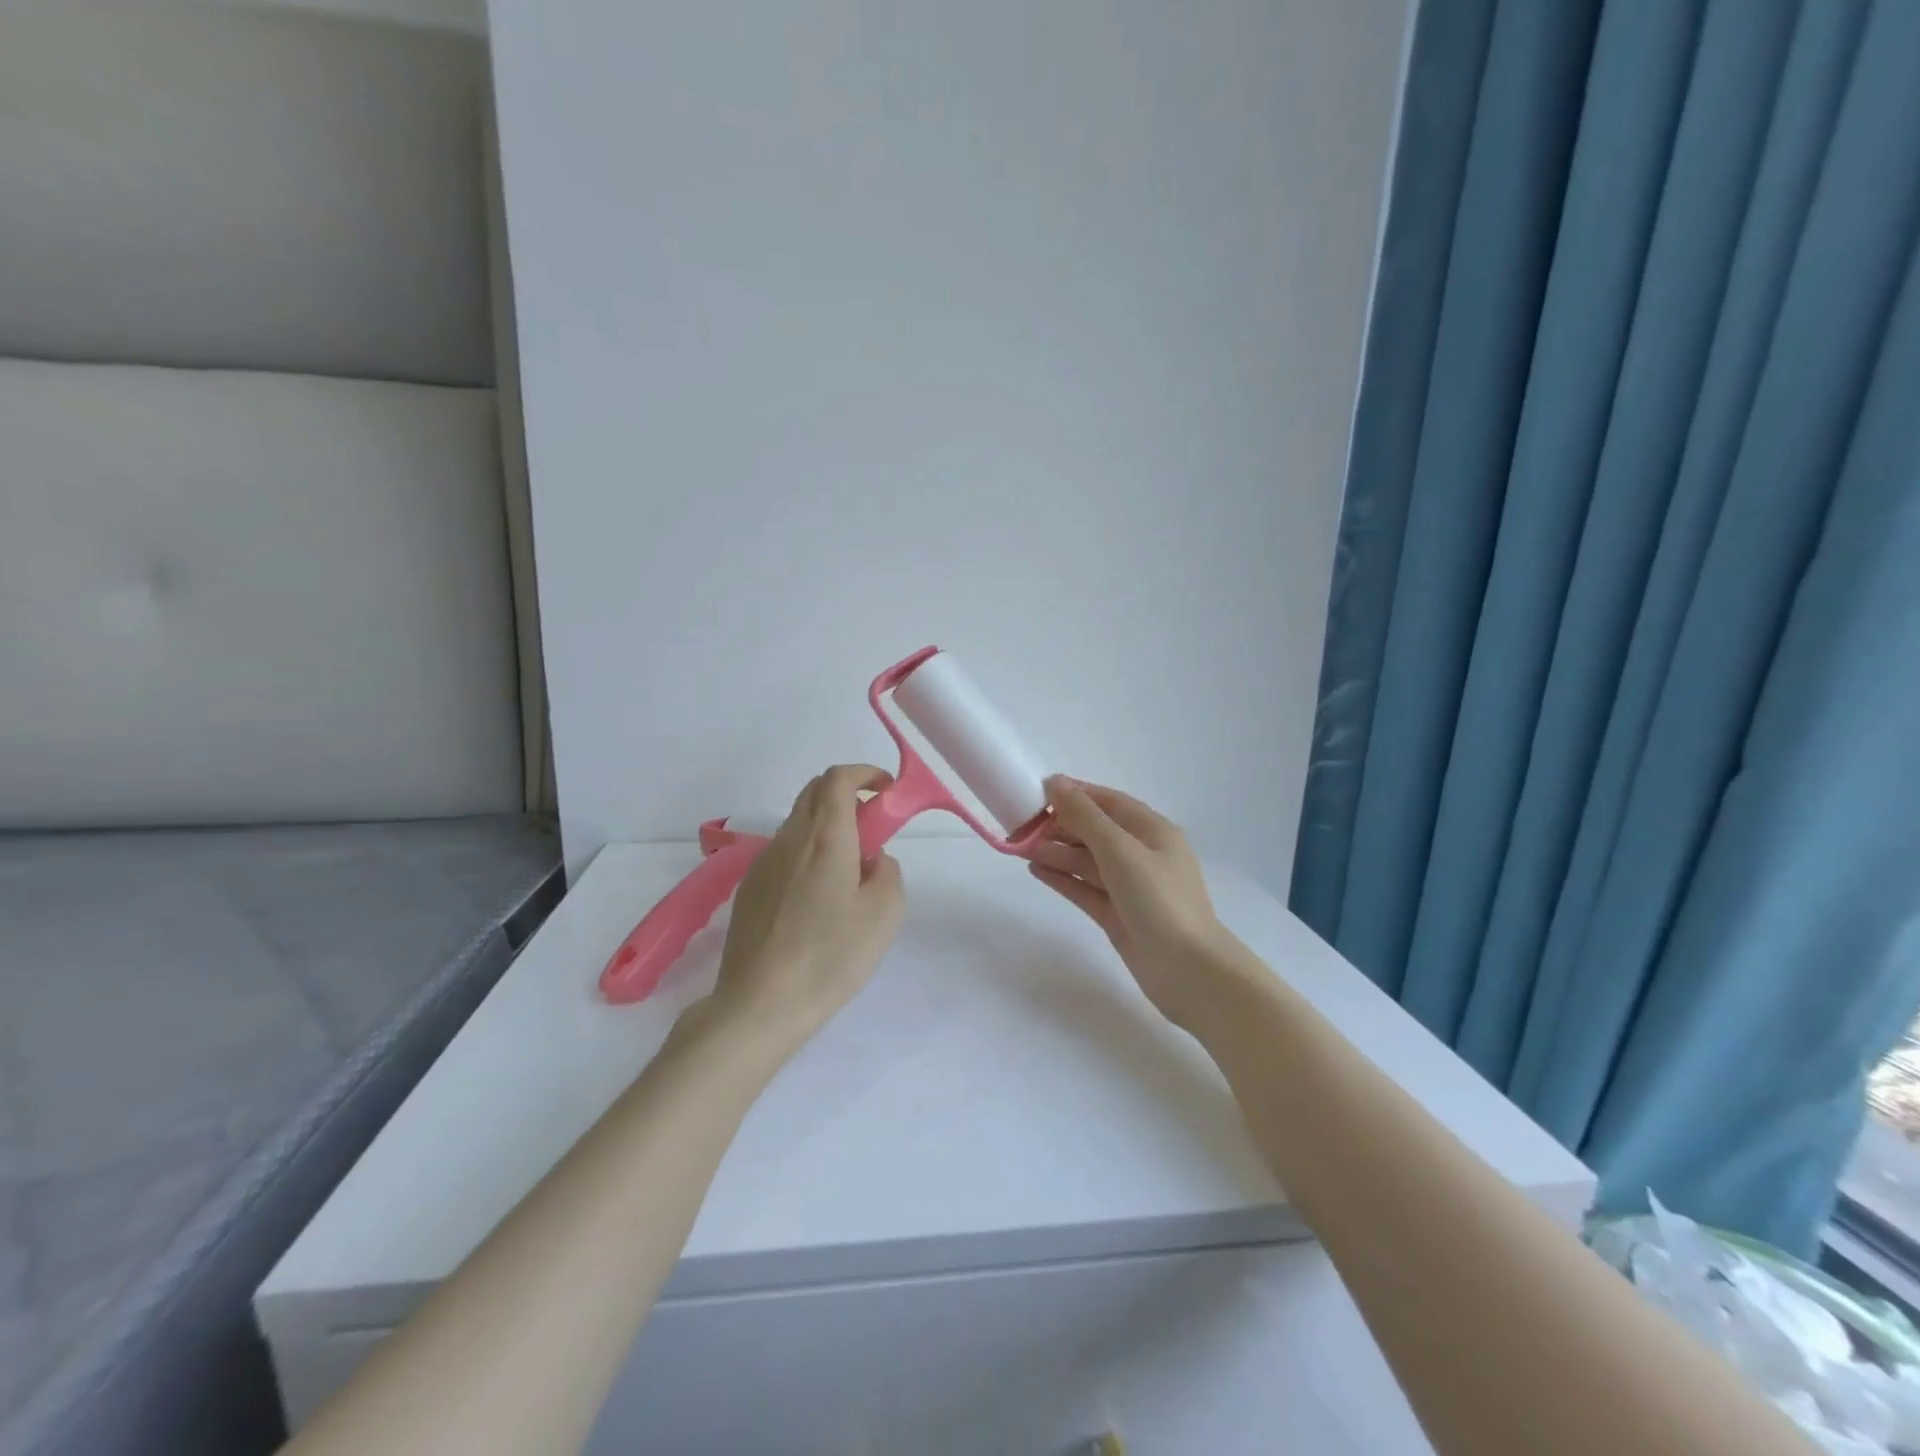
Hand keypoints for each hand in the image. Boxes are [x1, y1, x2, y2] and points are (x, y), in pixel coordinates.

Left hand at [710, 763, 905, 1041]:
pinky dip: (806, 853)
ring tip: (847, 872)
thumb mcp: (884, 914)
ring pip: (797, 823)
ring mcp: (763, 862)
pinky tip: (815, 899)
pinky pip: (783, 853)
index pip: (838, 778)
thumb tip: (874, 861)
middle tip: (872, 828)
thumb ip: (888, 872)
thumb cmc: (830, 956)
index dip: (865, 774)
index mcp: (825, 837)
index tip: (886, 791)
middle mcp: (789, 839)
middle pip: (814, 792)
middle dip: (847, 794)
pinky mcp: (748, 889)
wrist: (760, 1004)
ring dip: (826, 826)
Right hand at [1027, 777, 1244, 1028]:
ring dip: (1057, 852)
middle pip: (1095, 831)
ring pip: (1087, 861)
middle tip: (1022, 825)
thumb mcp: (1120, 850)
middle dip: (1061, 825)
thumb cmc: (1159, 901)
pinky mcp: (1117, 915)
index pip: (1109, 802)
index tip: (1037, 790)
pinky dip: (1062, 878)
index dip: (1075, 793)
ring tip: (1021, 848)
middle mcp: (1142, 855)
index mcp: (1152, 831)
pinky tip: (1036, 869)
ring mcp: (1129, 887)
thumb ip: (1085, 816)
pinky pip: (1085, 888)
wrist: (1189, 972)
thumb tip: (1055, 783)